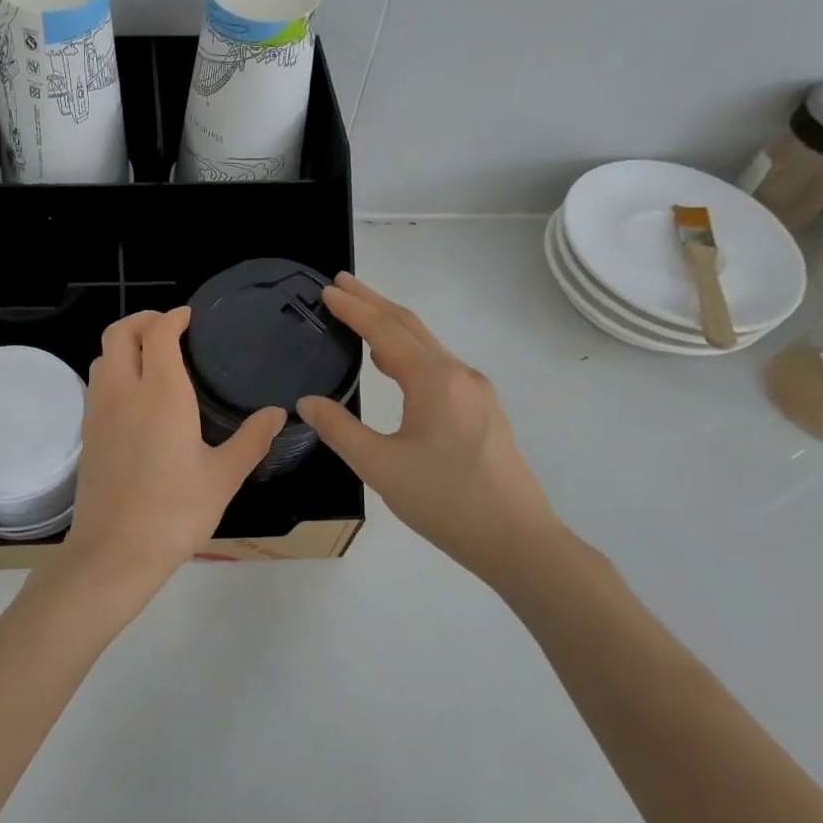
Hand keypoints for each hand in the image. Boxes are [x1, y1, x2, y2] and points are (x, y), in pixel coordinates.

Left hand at [59, 308, 284, 584]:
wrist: (115, 551)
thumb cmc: (175, 513)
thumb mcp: (224, 477)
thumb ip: (252, 439)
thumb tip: (276, 413)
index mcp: (161, 394)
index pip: (158, 333)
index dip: (173, 317)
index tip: (189, 318)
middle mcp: (124, 392)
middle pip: (119, 333)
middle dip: (142, 320)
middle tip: (168, 328)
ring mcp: (99, 412)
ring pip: (103, 357)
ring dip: (124, 345)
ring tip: (152, 358)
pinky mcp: (88, 434)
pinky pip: (97, 385)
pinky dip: (115, 372)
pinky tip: (136, 398)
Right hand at [298, 274, 562, 582]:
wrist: (515, 538)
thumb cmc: (444, 501)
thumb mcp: (380, 466)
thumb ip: (339, 429)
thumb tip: (307, 402)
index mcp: (434, 381)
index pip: (386, 330)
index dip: (354, 308)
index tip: (327, 290)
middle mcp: (459, 375)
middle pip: (410, 326)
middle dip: (374, 303)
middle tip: (341, 284)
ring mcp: (475, 392)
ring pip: (427, 345)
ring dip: (391, 326)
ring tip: (359, 315)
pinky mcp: (481, 411)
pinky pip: (437, 365)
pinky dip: (408, 350)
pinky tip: (393, 362)